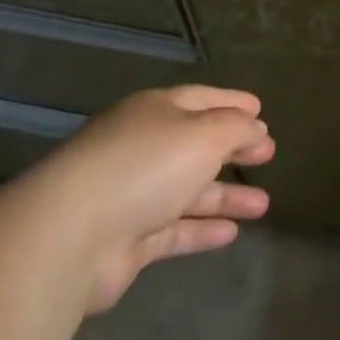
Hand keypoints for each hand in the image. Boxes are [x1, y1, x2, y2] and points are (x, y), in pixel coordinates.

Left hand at [31, 84, 274, 312]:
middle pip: (195, 145)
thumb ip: (237, 128)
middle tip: (268, 154)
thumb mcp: (205, 134)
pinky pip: (173, 230)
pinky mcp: (126, 240)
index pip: (201, 99)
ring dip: (225, 196)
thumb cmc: (146, 166)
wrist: (70, 236)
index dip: (233, 103)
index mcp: (155, 112)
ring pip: (187, 191)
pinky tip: (232, 234)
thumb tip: (255, 128)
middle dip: (232, 149)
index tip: (261, 110)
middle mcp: (142, 148)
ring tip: (264, 205)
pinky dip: (201, 230)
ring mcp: (131, 195)